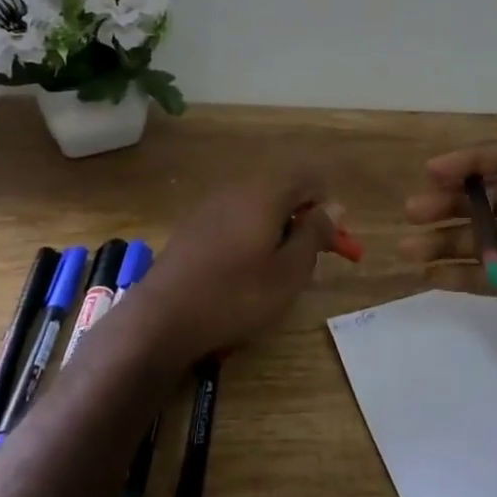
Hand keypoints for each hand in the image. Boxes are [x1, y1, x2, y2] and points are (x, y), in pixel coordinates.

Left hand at [125, 166, 336, 369]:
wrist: (161, 320)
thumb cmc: (236, 296)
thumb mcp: (289, 272)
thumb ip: (314, 234)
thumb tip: (335, 206)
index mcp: (265, 194)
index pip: (307, 177)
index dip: (325, 204)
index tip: (329, 239)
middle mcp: (237, 190)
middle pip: (281, 189)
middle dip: (301, 217)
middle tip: (307, 257)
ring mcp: (209, 207)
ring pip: (257, 205)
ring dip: (276, 228)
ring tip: (276, 269)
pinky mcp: (192, 227)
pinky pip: (234, 219)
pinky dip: (250, 236)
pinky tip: (243, 271)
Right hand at [400, 142, 496, 399]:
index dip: (477, 161)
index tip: (436, 172)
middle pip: (495, 198)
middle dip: (453, 200)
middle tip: (413, 211)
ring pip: (486, 237)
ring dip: (448, 238)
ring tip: (408, 247)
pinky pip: (490, 276)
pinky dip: (460, 274)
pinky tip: (429, 278)